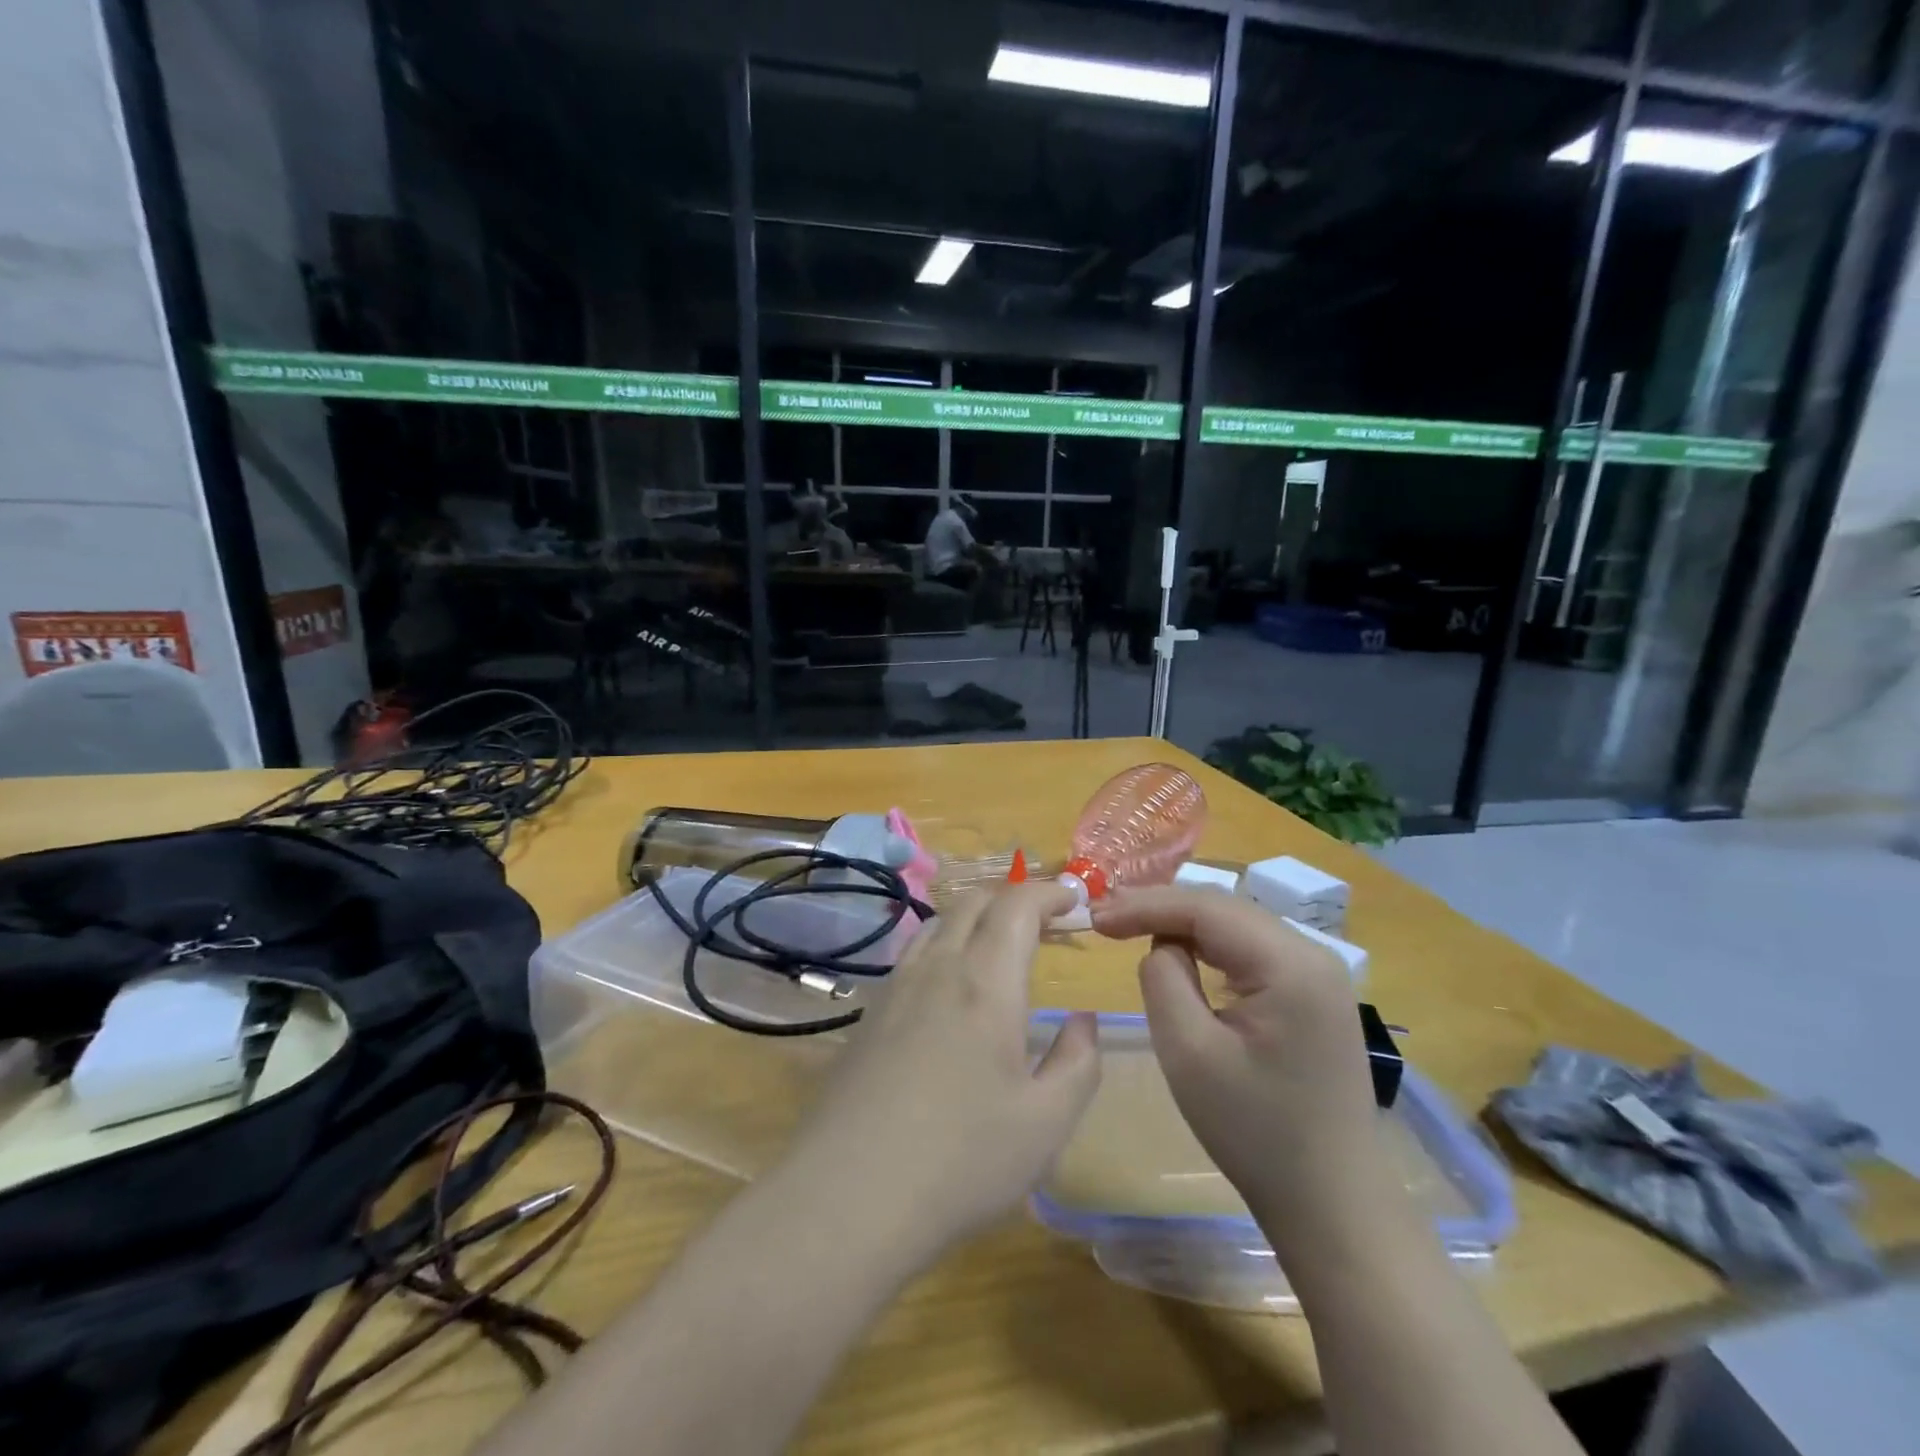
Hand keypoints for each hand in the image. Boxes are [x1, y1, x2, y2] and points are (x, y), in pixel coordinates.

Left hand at [782, 883, 1100, 1259]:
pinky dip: (946, 944)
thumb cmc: (960, 1160)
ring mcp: (896, 988)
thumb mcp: (1046, 1123)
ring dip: (977, 916)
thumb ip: (1078, 1062)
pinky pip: (914, 954)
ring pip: (938, 923)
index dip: (1049, 891)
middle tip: (1046, 919)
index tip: (1074, 898)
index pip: (1017, 905)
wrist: (847, 1196)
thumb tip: (1084, 1021)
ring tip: (1001, 945)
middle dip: (1015, 896)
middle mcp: (938, 968)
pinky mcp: (869, 1014)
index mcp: (985, 982)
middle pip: (974, 902)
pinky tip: (951, 986)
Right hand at [1089, 887, 1387, 1249]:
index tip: (1095, 916)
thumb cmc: (1255, 1133)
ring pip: (1236, 926)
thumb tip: (1162, 945)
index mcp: (1290, 964)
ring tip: (1131, 929)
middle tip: (1106, 919)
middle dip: (1162, 909)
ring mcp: (1319, 974)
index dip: (1145, 904)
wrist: (1332, 1205)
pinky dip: (1210, 947)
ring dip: (1184, 925)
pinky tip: (1182, 956)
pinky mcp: (1314, 995)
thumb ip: (1163, 978)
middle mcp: (1313, 954)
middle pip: (1224, 909)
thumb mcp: (1189, 1052)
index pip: (1206, 908)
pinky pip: (1252, 951)